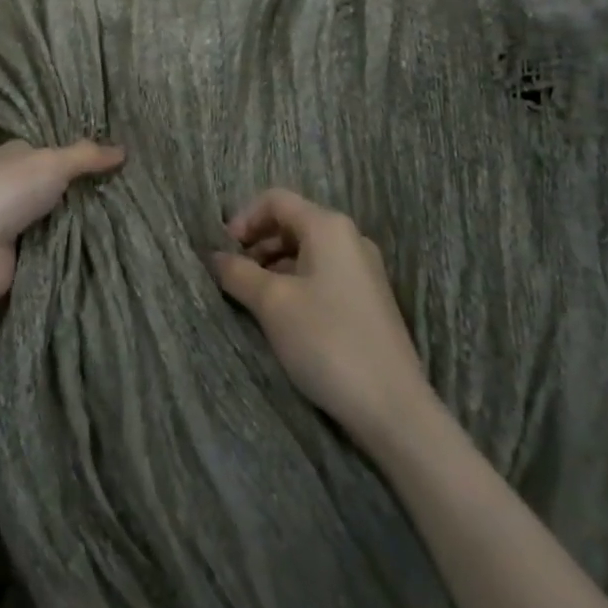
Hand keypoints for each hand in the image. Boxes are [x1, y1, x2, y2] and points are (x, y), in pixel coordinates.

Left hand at [0, 139, 123, 305]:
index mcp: (16, 153)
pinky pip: (57, 240)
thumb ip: (86, 156)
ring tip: (130, 210)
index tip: (119, 153)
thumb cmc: (7, 193)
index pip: (53, 146)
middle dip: (88, 185)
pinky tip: (109, 237)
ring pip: (61, 212)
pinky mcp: (22, 250)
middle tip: (132, 184)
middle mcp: (15, 183)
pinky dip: (76, 240)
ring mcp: (17, 218)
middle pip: (59, 181)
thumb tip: (123, 149)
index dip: (83, 150)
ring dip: (85, 215)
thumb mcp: (51, 164)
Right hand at [211, 188, 430, 446]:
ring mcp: (363, 269)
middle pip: (292, 222)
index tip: (223, 249)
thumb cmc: (327, 340)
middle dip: (257, 242)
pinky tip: (282, 313)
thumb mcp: (272, 303)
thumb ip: (238, 272)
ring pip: (306, 250)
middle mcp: (349, 238)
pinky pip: (323, 273)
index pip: (276, 200)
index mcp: (328, 227)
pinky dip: (295, 282)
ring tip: (252, 296)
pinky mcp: (368, 299)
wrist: (393, 407)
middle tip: (232, 273)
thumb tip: (215, 256)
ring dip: (273, 265)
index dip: (243, 218)